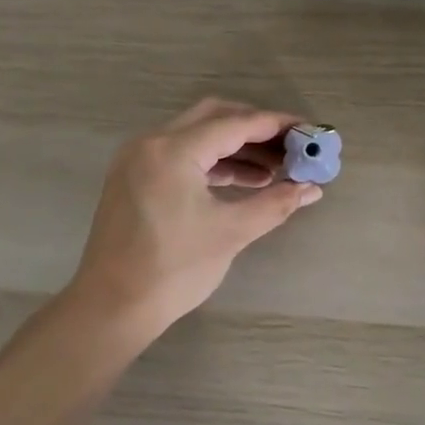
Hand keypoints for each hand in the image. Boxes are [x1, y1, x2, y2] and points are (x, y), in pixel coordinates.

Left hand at [67, 99, 322, 343]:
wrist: (111, 307)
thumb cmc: (173, 269)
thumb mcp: (231, 233)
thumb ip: (276, 203)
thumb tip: (313, 189)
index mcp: (173, 150)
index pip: (236, 124)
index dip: (277, 125)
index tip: (308, 130)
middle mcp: (152, 143)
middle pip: (214, 117)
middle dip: (256, 129)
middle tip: (291, 147)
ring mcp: (138, 159)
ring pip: (197, 135)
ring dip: (236, 147)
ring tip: (275, 170)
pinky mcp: (134, 178)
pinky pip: (181, 155)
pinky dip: (213, 162)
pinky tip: (244, 181)